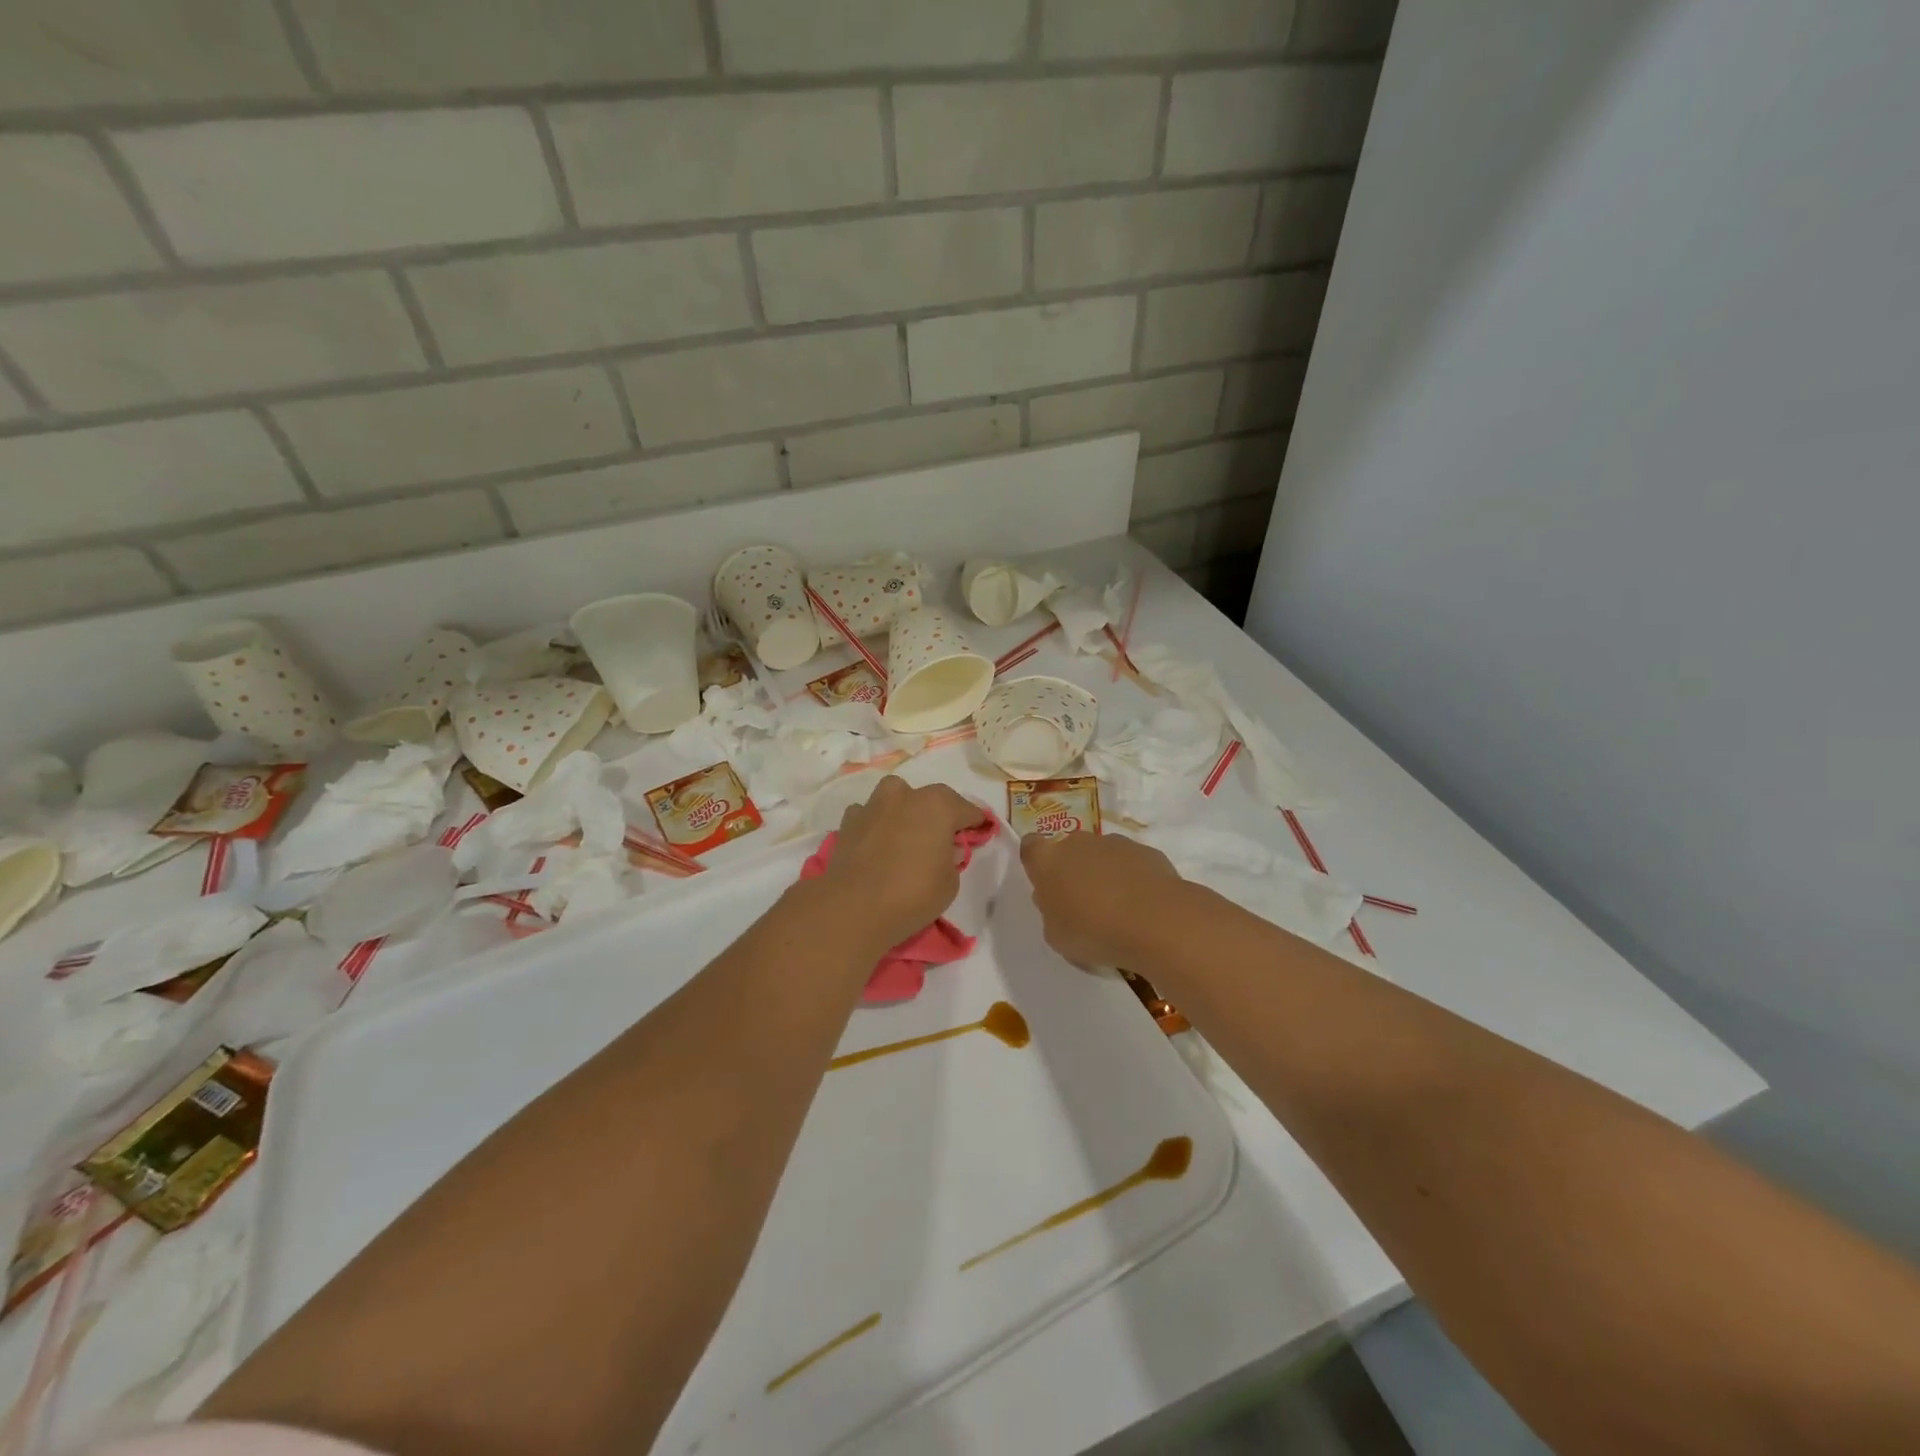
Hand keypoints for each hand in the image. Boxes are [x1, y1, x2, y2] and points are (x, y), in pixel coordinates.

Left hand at [821, 776, 987, 951]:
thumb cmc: (913, 893)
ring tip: (905, 835)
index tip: (980, 832)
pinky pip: (868, 815)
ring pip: (895, 798)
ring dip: (903, 811)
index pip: (966, 810)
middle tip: (941, 838)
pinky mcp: (848, 822)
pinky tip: (876, 843)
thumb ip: (951, 859)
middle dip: (938, 814)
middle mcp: (905, 796)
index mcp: (938, 805)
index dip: (975, 823)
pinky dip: (875, 825)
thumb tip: (944, 849)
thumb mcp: (950, 883)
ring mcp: (873, 805)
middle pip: (929, 799)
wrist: (854, 908)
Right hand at [1020, 831, 1185, 968]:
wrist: (1155, 922)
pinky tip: (1142, 907)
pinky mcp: (1146, 851)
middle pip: (1069, 850)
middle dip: (1073, 871)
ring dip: (1104, 874)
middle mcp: (1078, 842)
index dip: (1037, 863)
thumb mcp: (1056, 936)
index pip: (1030, 847)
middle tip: (1082, 904)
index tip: (1046, 885)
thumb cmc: (1094, 931)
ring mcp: (1115, 843)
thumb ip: (1052, 912)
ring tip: (1118, 910)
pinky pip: (1131, 863)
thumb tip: (1060, 901)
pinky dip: (1133, 879)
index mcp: (1048, 860)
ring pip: (1102, 855)